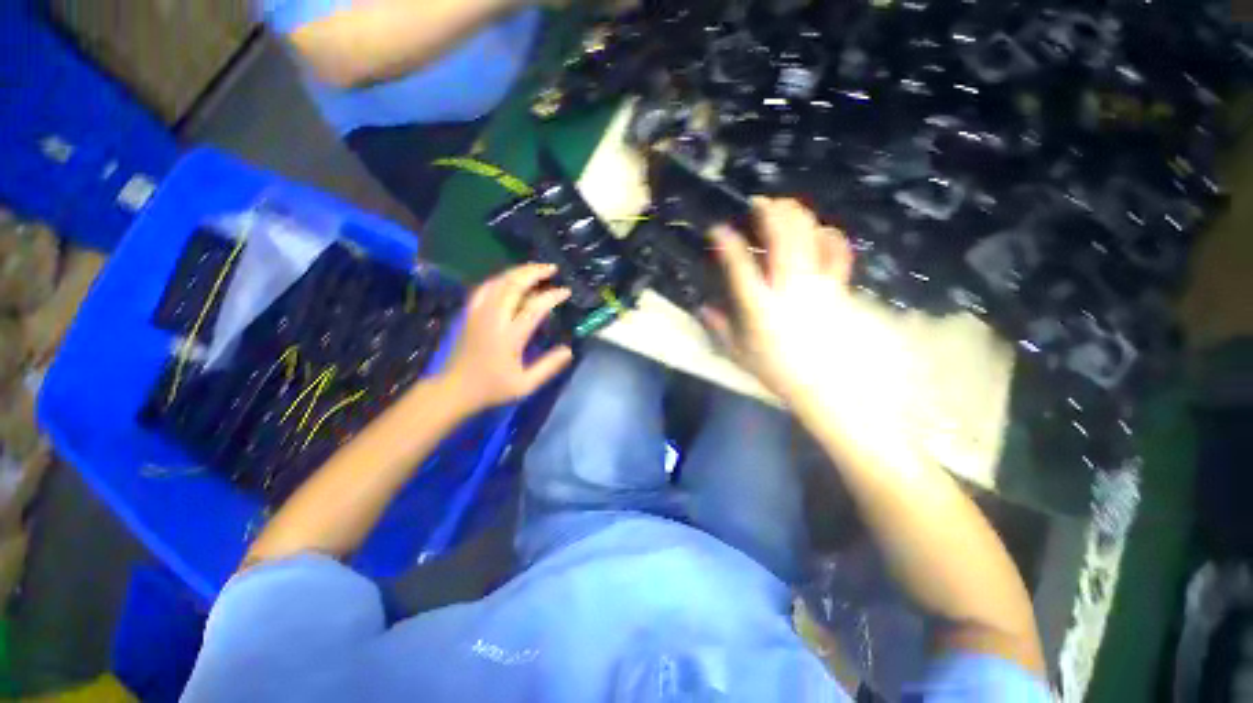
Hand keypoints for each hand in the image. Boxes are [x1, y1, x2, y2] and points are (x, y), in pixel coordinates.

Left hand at [441, 263, 573, 412]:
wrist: (455, 389)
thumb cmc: (492, 388)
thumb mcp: (525, 384)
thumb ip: (549, 367)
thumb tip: (569, 350)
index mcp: (509, 336)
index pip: (534, 307)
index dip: (552, 296)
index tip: (566, 292)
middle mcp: (493, 319)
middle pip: (513, 285)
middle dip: (535, 272)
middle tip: (552, 268)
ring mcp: (478, 313)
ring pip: (498, 281)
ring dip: (519, 272)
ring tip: (536, 269)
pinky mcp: (469, 313)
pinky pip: (485, 287)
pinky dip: (500, 279)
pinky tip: (509, 279)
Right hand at [704, 198, 856, 403]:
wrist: (827, 386)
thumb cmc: (779, 371)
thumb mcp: (740, 354)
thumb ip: (720, 328)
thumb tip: (703, 308)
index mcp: (760, 306)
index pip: (739, 264)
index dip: (727, 241)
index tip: (718, 229)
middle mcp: (788, 287)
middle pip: (782, 237)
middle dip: (769, 212)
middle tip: (759, 203)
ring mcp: (817, 284)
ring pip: (810, 236)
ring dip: (797, 216)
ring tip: (785, 207)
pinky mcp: (837, 288)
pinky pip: (838, 253)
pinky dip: (830, 236)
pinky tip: (822, 230)